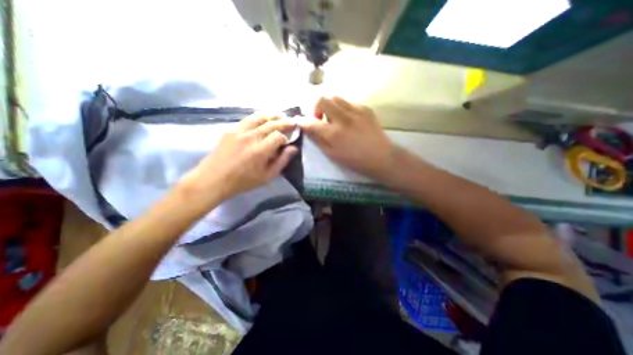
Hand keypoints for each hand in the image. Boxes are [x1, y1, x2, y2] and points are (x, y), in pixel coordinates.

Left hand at [178, 115, 296, 203]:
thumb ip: (282, 161)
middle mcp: (251, 137)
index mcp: (261, 150)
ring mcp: (239, 131)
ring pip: (259, 117)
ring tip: (280, 115)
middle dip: (284, 122)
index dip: (286, 137)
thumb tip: (293, 148)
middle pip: (271, 124)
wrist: (214, 179)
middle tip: (292, 121)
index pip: (279, 136)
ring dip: (272, 115)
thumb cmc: (243, 181)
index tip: (289, 140)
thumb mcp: (267, 176)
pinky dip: (258, 117)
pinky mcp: (230, 130)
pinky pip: (247, 119)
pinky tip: (262, 119)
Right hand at [300, 97, 393, 176]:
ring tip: (334, 117)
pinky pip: (349, 102)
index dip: (302, 121)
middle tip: (320, 118)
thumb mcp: (332, 155)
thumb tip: (308, 129)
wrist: (381, 157)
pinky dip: (343, 108)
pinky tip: (348, 119)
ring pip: (335, 97)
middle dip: (316, 107)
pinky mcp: (366, 109)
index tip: (299, 120)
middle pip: (322, 99)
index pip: (311, 122)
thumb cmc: (355, 160)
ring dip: (330, 106)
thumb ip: (318, 140)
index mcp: (333, 133)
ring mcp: (356, 111)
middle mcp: (343, 118)